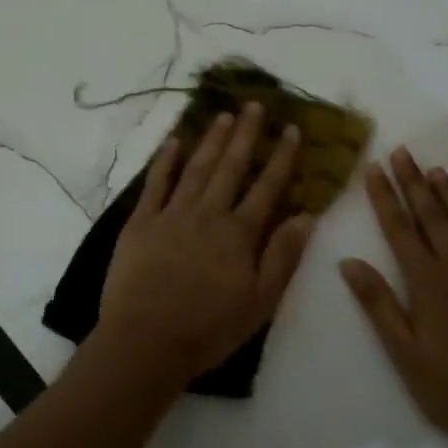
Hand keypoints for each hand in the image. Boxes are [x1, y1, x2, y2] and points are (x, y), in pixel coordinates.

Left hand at [100, 103, 316, 378]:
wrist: (146, 342)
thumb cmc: (209, 329)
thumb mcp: (260, 302)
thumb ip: (283, 257)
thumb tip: (307, 216)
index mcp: (239, 233)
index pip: (267, 187)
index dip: (281, 157)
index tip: (291, 129)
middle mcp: (208, 214)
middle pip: (231, 167)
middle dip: (246, 134)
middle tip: (255, 105)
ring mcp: (171, 215)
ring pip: (196, 168)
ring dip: (211, 140)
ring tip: (223, 115)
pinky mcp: (140, 223)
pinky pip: (155, 184)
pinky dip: (164, 161)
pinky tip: (173, 142)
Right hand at [340, 148, 447, 447]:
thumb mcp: (403, 352)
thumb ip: (377, 304)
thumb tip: (348, 262)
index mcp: (427, 283)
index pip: (400, 229)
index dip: (385, 197)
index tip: (374, 168)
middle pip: (433, 217)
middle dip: (415, 183)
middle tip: (403, 152)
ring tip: (437, 169)